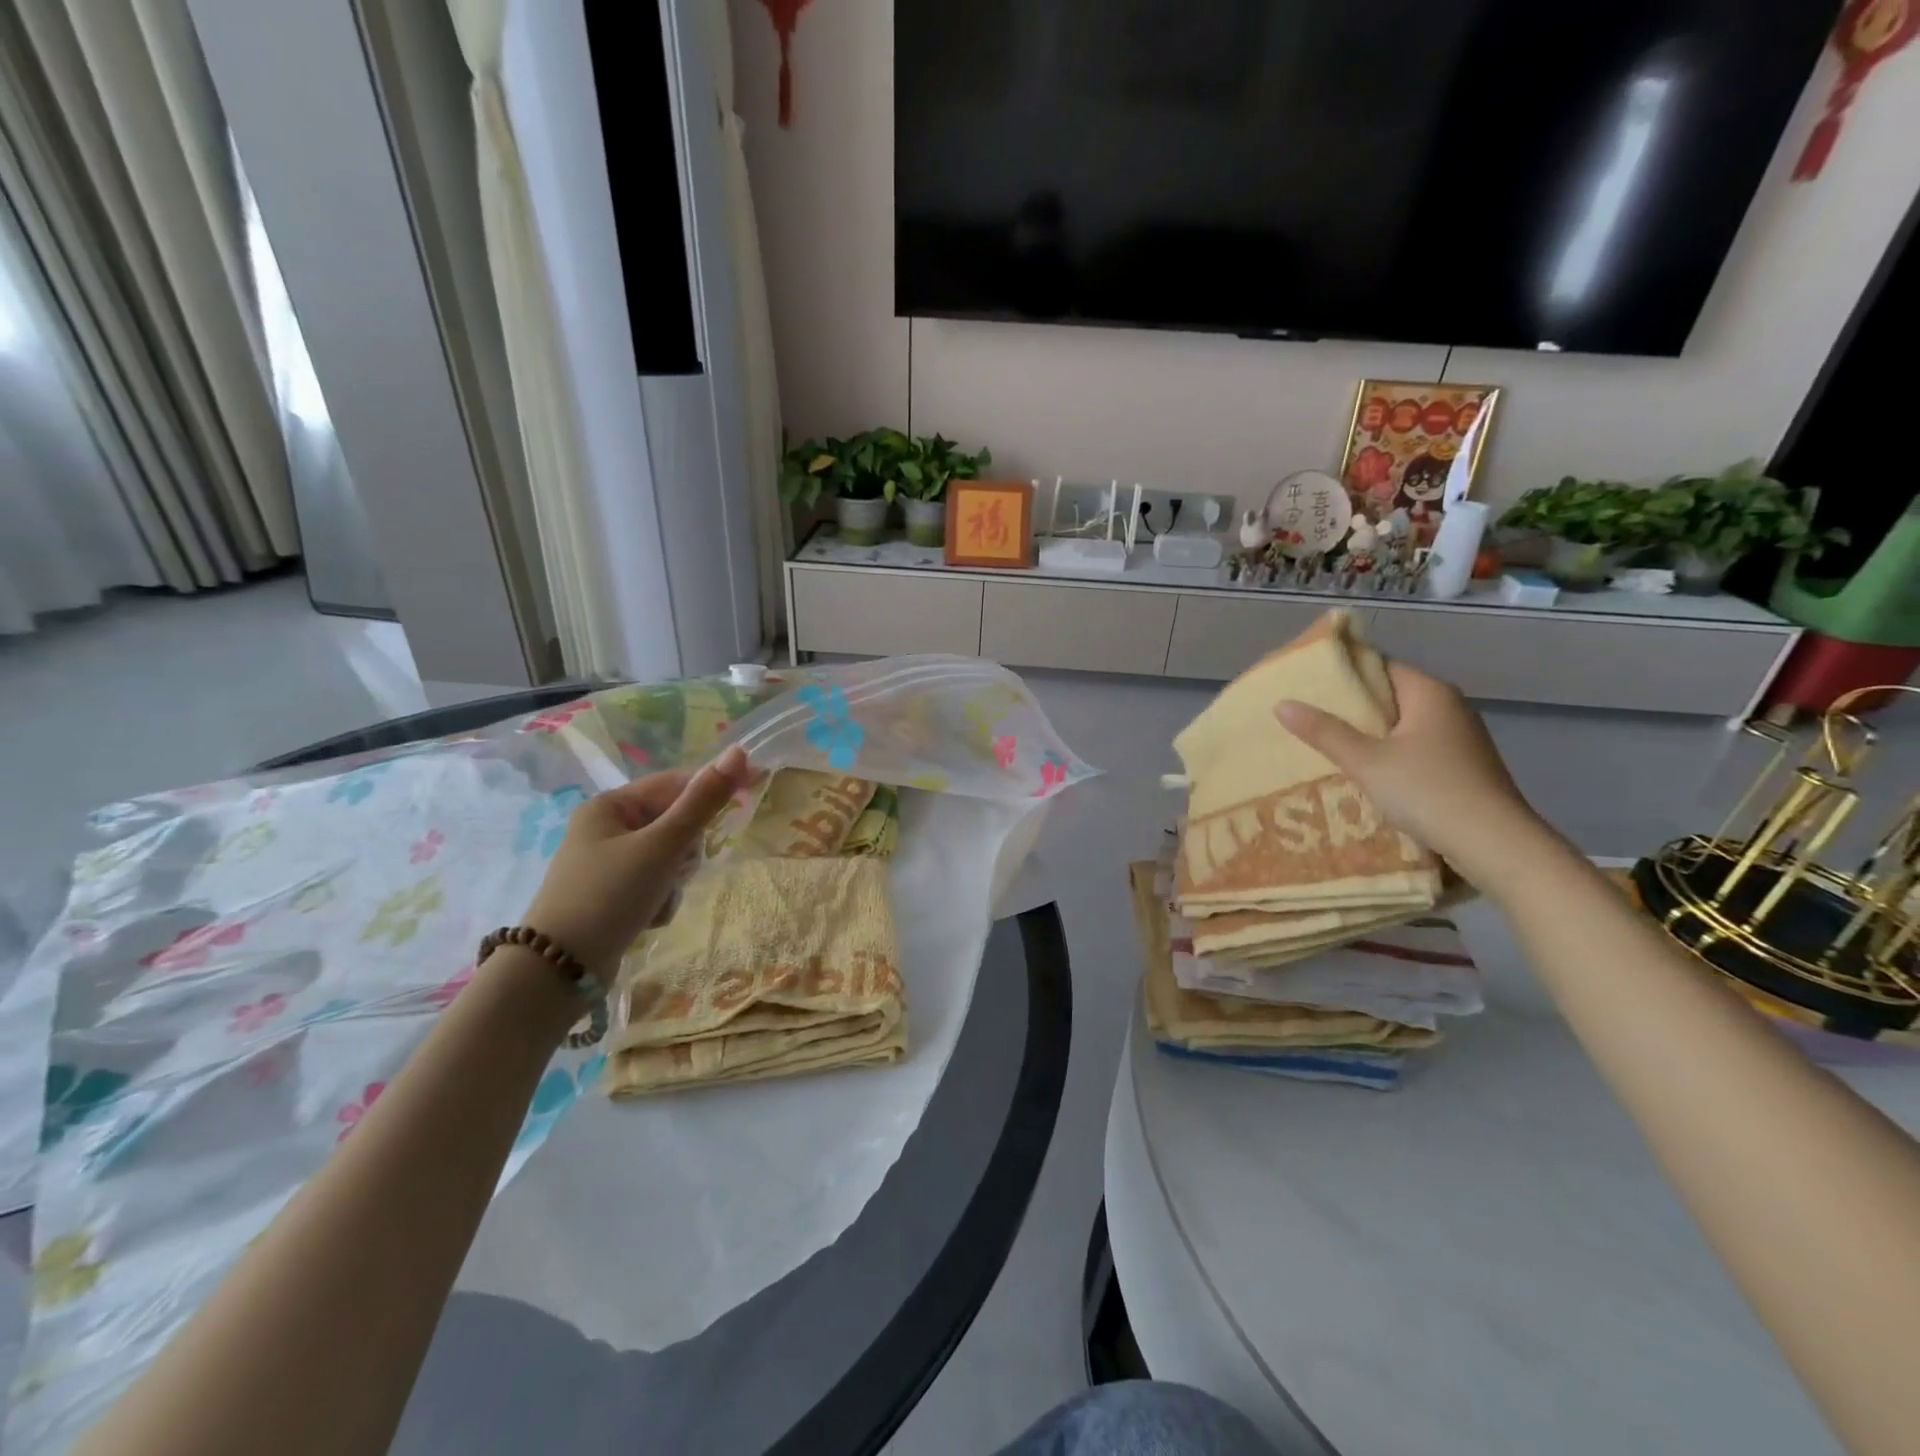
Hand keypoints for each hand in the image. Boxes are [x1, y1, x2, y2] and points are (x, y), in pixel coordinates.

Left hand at [522, 746, 755, 983]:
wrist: (559, 972)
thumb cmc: (610, 895)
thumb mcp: (663, 846)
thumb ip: (703, 801)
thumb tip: (739, 752)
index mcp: (610, 806)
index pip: (675, 783)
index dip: (713, 786)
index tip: (753, 789)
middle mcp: (606, 829)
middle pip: (675, 822)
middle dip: (686, 849)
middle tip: (678, 868)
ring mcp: (608, 864)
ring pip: (670, 857)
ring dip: (674, 878)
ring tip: (658, 899)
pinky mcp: (612, 895)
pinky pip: (656, 883)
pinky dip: (660, 899)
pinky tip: (648, 918)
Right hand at [1274, 661, 1546, 884]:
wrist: (1495, 844)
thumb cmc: (1427, 791)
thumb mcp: (1366, 762)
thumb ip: (1324, 732)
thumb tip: (1282, 704)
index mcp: (1430, 692)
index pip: (1380, 667)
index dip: (1344, 674)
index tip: (1308, 685)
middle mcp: (1450, 707)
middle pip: (1391, 696)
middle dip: (1352, 708)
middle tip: (1308, 718)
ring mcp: (1461, 738)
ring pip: (1403, 726)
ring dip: (1370, 735)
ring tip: (1327, 746)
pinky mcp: (1463, 767)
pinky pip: (1416, 749)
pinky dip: (1390, 755)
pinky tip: (1365, 773)